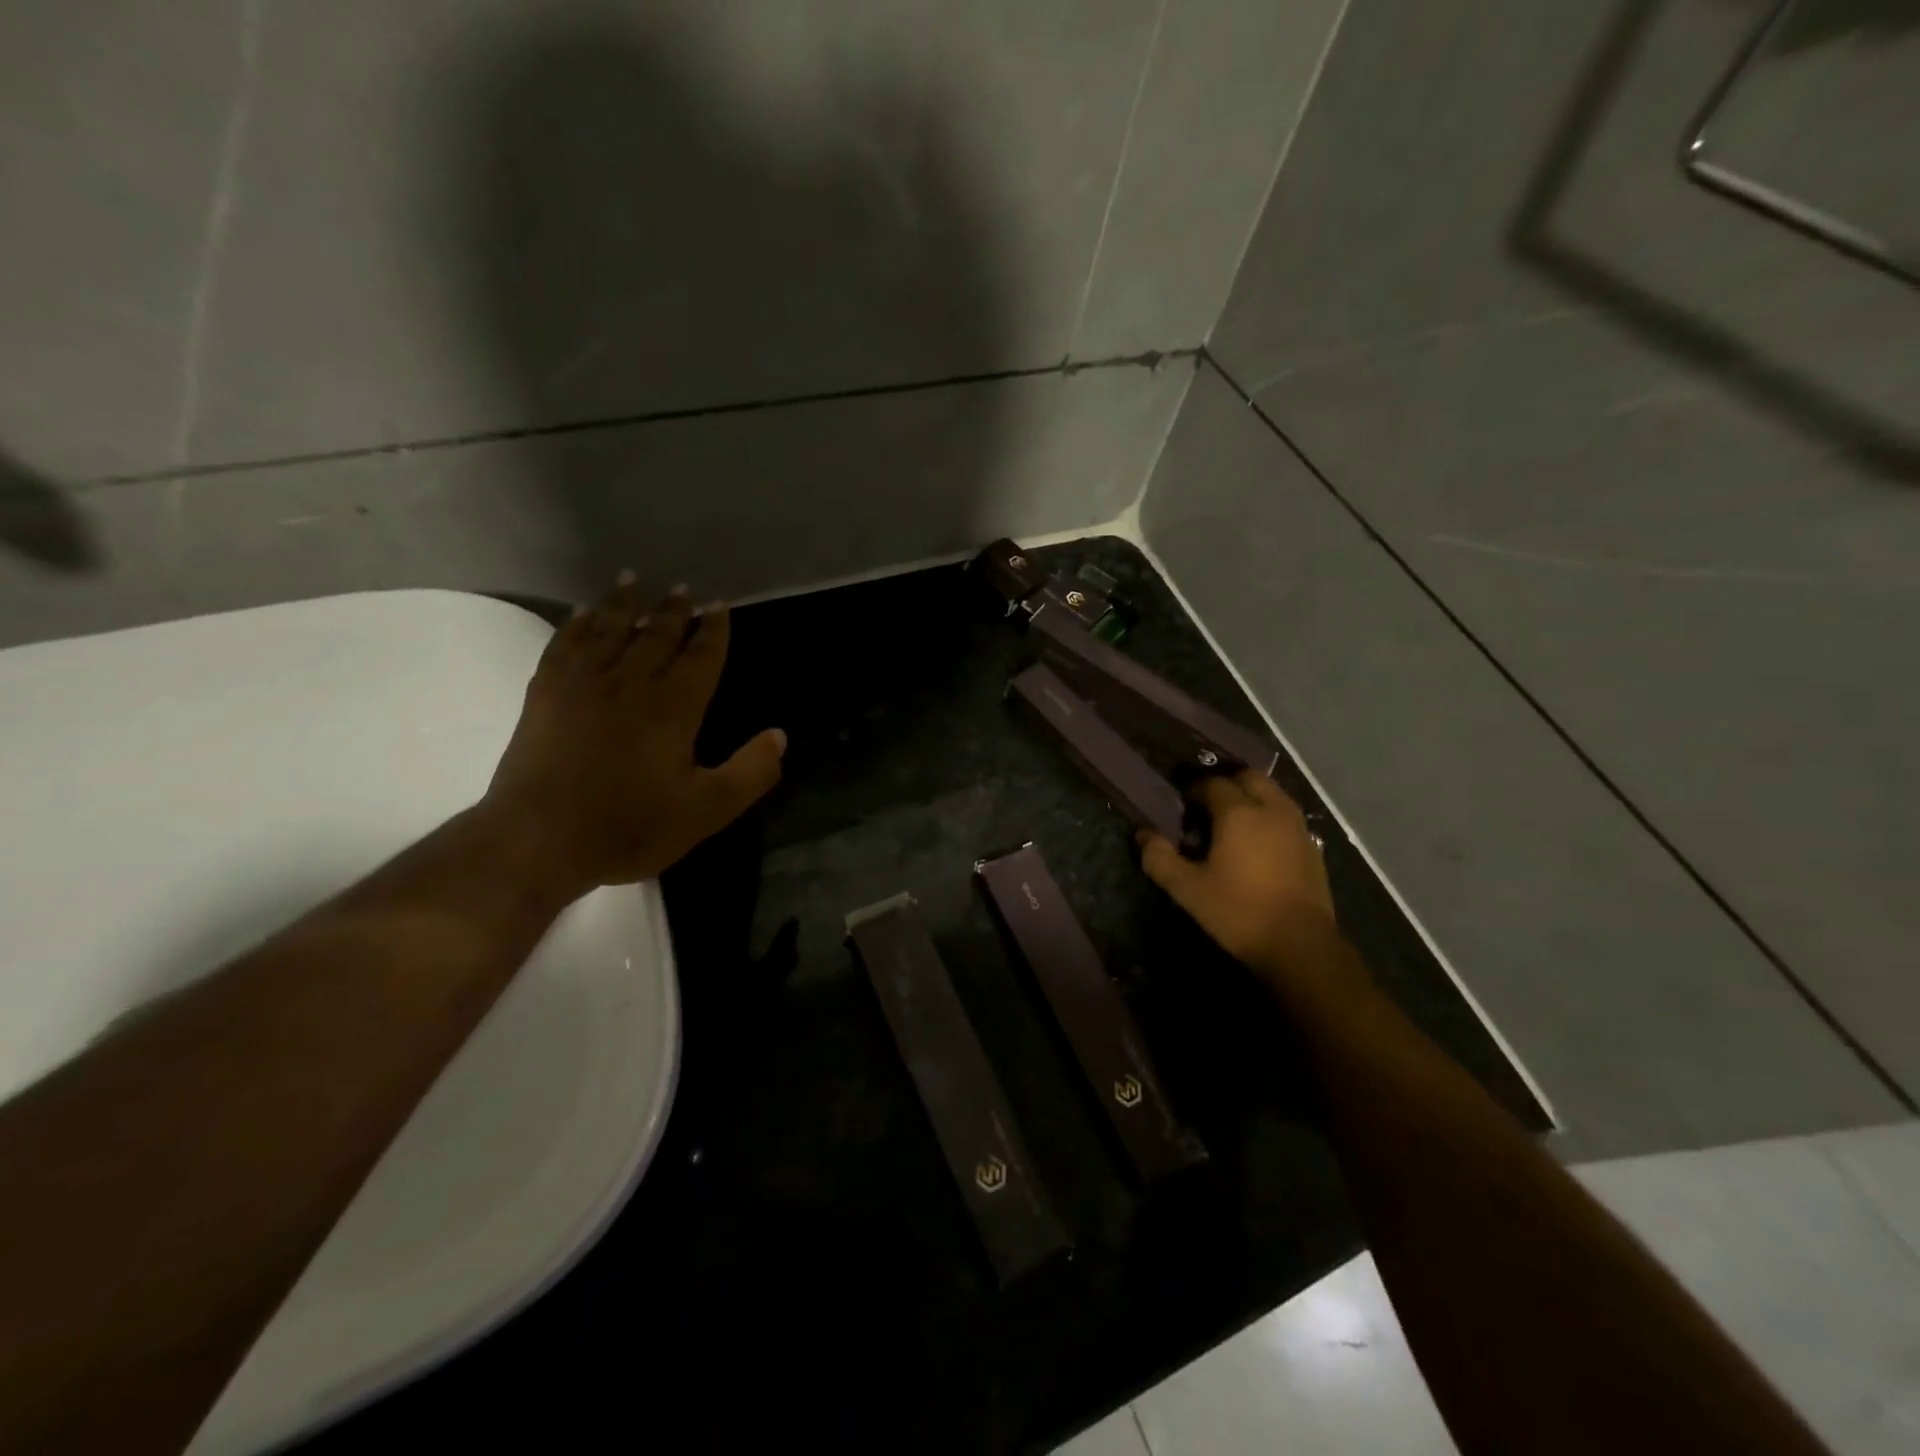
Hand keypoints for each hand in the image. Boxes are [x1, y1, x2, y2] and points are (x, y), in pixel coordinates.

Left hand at [483, 574, 785, 895]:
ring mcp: (583, 685)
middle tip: (684, 588)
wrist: (538, 841)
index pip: (700, 657)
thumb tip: (779, 735)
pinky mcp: (546, 694)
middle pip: (657, 635)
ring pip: (610, 630)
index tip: (720, 606)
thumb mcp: (706, 811)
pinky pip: (565, 644)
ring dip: (626, 603)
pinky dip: (577, 624)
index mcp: (673, 708)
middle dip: (674, 610)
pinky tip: (583, 612)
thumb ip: (749, 773)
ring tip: (634, 579)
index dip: (714, 631)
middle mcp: (630, 684)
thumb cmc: (629, 827)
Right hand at [1138, 771, 1336, 979]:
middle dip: (1227, 784)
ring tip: (1234, 823)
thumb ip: (1159, 858)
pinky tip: (1260, 844)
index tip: (1181, 807)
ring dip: (1251, 798)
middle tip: (1208, 807)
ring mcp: (1297, 826)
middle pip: (1248, 778)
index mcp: (1238, 812)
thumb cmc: (1238, 911)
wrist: (1300, 944)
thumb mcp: (1187, 889)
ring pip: (1272, 794)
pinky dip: (1270, 817)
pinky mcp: (1313, 846)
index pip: (1212, 784)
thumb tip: (1142, 834)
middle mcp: (1271, 809)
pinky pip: (1287, 816)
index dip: (1193, 790)